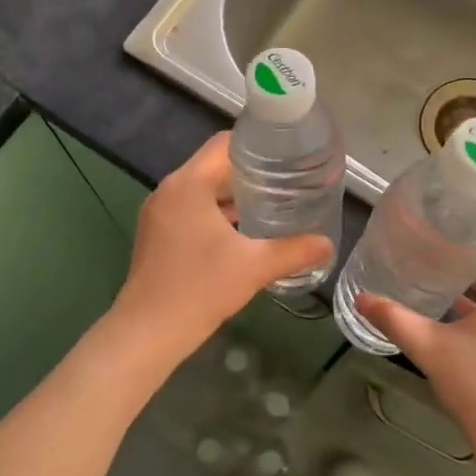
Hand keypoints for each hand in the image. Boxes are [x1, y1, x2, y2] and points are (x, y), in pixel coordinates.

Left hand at [112, 132, 331, 362]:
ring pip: (201, 189)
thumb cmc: (200, 289)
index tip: (286, 154)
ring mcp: (158, 213)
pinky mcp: (156, 234)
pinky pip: (190, 209)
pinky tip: (241, 231)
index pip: (223, 144)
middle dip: (249, 171)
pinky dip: (214, 212)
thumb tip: (327, 244)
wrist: (148, 332)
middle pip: (212, 165)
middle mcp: (169, 190)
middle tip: (286, 180)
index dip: (256, 144)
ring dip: (231, 194)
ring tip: (270, 203)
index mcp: (188, 184)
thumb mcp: (254, 267)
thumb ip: (294, 251)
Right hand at [357, 234, 475, 475]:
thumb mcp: (434, 352)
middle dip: (455, 241)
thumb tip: (361, 297)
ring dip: (463, 268)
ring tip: (422, 256)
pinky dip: (473, 294)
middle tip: (414, 231)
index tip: (426, 210)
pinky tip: (439, 297)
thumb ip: (395, 320)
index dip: (460, 217)